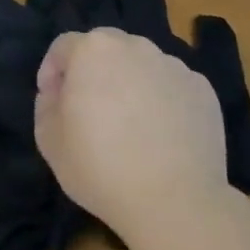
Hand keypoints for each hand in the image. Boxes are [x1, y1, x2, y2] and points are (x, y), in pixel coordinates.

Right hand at [34, 27, 231, 240]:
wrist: (177, 202)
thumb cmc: (102, 167)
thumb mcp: (49, 140)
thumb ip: (46, 105)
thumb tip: (59, 93)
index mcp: (93, 50)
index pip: (63, 46)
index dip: (52, 71)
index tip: (52, 100)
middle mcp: (135, 46)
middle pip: (105, 49)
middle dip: (93, 72)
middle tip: (90, 109)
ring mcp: (174, 66)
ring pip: (141, 66)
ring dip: (129, 84)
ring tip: (131, 125)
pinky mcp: (203, 90)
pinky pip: (172, 87)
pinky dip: (163, 101)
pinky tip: (162, 136)